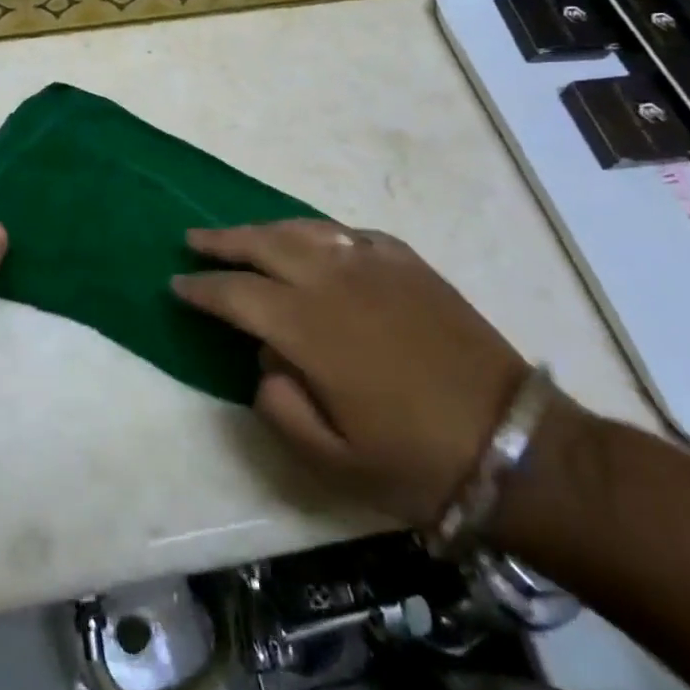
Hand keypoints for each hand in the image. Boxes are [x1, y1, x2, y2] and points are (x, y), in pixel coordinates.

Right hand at [172, 220, 530, 524]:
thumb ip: (280, 406)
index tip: (176, 284)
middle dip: (222, 241)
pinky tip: (315, 243)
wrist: (513, 443)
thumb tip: (266, 361)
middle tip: (193, 240)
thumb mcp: (332, 459)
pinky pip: (350, 234)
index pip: (236, 295)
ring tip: (243, 235)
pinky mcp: (408, 263)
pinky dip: (320, 234)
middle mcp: (334, 281)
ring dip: (265, 229)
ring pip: (304, 229)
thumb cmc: (415, 460)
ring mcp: (374, 265)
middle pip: (264, 244)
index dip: (201, 288)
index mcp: (309, 328)